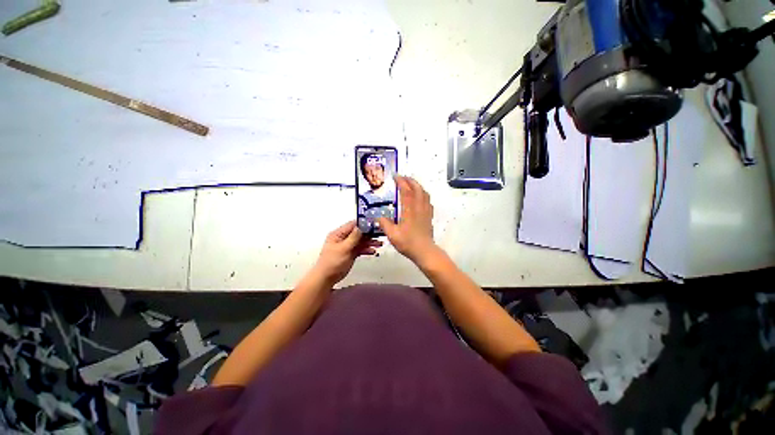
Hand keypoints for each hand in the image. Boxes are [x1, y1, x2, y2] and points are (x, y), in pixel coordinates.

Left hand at [312, 220, 381, 284]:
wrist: (327, 278)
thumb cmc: (332, 262)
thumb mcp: (344, 248)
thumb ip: (353, 237)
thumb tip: (361, 227)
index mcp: (338, 234)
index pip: (352, 225)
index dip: (363, 224)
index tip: (374, 224)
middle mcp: (343, 238)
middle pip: (358, 233)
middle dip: (369, 234)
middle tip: (379, 234)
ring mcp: (347, 246)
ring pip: (361, 241)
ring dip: (370, 242)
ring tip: (379, 244)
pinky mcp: (351, 253)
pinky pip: (360, 249)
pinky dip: (367, 249)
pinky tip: (373, 251)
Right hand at [378, 176, 436, 263]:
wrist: (424, 251)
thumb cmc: (408, 243)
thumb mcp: (392, 234)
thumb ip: (384, 224)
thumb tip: (378, 217)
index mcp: (409, 210)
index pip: (406, 191)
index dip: (401, 181)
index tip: (395, 176)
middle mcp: (419, 207)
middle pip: (417, 188)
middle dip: (410, 180)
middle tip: (402, 178)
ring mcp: (426, 211)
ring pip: (424, 193)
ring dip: (417, 186)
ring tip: (410, 185)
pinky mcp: (429, 216)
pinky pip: (428, 201)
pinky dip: (423, 194)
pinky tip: (419, 198)